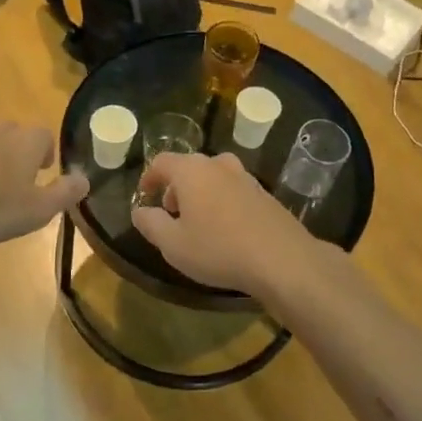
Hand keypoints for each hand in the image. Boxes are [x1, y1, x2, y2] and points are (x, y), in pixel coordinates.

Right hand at [130, 152, 327, 299]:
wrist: (281, 258)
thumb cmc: (218, 249)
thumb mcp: (173, 244)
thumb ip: (150, 224)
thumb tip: (139, 211)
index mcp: (191, 170)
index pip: (162, 162)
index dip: (149, 177)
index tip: (145, 196)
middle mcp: (218, 165)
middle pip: (189, 167)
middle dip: (175, 187)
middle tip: (171, 213)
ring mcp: (245, 177)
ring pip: (213, 177)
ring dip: (200, 193)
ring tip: (198, 222)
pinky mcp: (264, 194)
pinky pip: (233, 190)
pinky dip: (222, 201)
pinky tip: (226, 229)